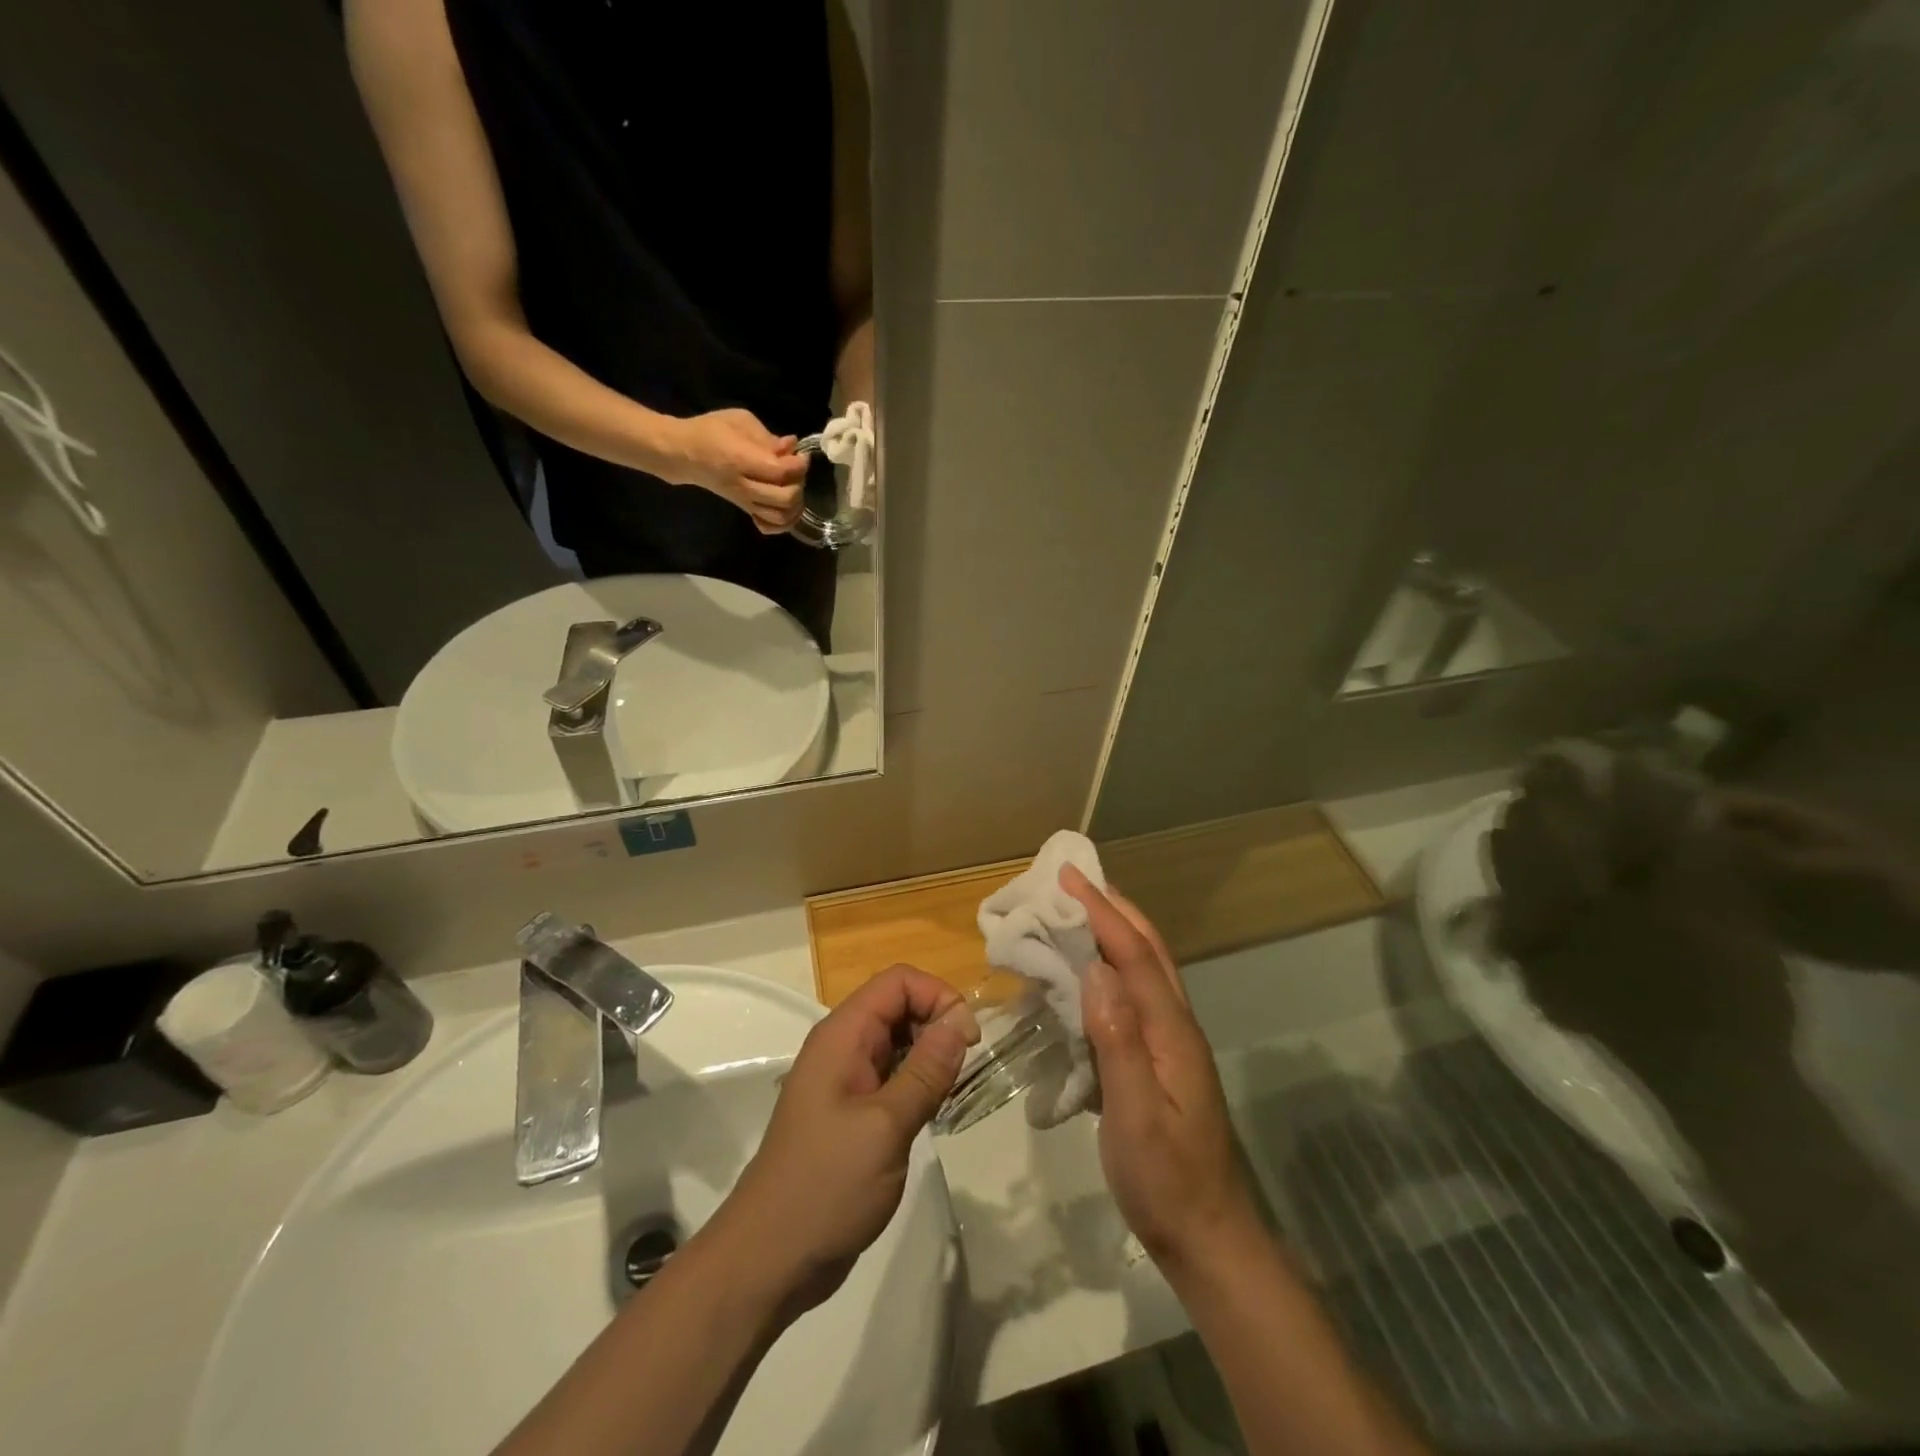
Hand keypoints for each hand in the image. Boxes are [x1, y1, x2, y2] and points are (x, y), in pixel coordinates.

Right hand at [662, 408, 809, 532]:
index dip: (799, 465)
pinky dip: (783, 522)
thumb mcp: (739, 421)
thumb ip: (767, 436)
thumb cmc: (711, 431)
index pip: (781, 472)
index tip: (802, 455)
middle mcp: (744, 486)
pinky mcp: (745, 510)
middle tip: (796, 471)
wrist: (684, 454)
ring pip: (781, 516)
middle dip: (799, 484)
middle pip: (786, 498)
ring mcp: (744, 502)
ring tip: (792, 487)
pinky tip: (784, 507)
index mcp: (741, 460)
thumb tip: (791, 446)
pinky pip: (769, 526)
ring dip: (795, 504)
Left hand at [709, 964, 978, 1311]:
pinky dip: (918, 1080)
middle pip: (898, 1005)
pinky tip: (934, 1109)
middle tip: (966, 1066)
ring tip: (954, 1088)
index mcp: (842, 1035)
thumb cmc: (826, 1186)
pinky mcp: (852, 1111)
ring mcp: (845, 1080)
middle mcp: (843, 1047)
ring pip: (898, 1041)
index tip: (968, 1038)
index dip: (937, 995)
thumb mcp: (886, 1126)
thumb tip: (961, 1019)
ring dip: (931, 1053)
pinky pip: (892, 1075)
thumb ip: (926, 1070)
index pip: (897, 982)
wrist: (771, 1259)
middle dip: (937, 1022)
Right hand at [1061, 866, 1262, 1275]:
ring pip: (1144, 970)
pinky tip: (1085, 977)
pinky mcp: (1159, 1061)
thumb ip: (1117, 1040)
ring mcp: (1170, 1043)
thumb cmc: (1166, 1180)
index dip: (1102, 912)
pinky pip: (1133, 997)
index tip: (1069, 877)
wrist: (1208, 1239)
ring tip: (1076, 913)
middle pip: (1148, 951)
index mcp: (1171, 1031)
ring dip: (1114, 932)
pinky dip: (1109, 969)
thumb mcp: (1135, 1115)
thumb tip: (1095, 970)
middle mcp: (1175, 1025)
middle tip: (1074, 880)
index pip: (1134, 955)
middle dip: (1113, 908)